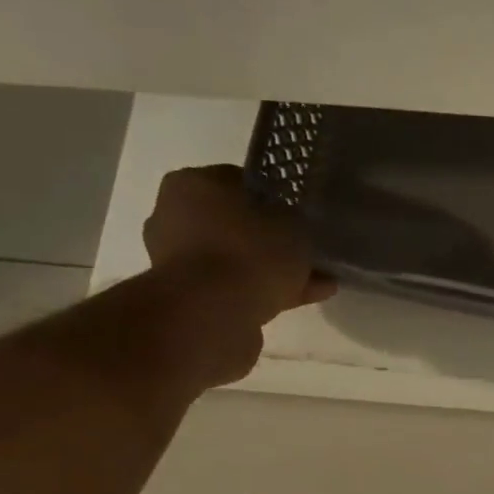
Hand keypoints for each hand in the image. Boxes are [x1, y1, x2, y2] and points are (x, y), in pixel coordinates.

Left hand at [143, 165, 334, 323]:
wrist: (213, 313)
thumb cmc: (249, 251)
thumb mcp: (291, 224)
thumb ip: (294, 221)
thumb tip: (293, 226)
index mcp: (191, 184)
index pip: (238, 181)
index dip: (274, 197)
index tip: (299, 214)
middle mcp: (175, 217)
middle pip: (236, 224)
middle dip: (273, 239)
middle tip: (308, 250)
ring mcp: (179, 261)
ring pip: (239, 260)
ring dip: (274, 270)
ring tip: (318, 281)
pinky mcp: (190, 298)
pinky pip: (238, 289)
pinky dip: (269, 292)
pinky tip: (307, 298)